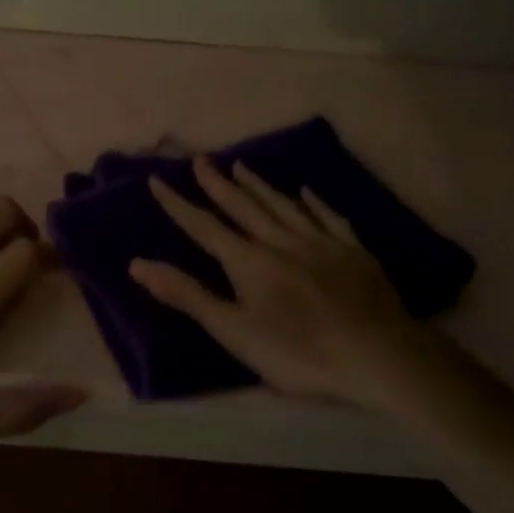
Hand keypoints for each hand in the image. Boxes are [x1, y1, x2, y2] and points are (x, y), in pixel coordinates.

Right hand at [128, 157, 453, 409]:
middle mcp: (281, 241)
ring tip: (241, 166)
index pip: (205, 227)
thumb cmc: (298, 351)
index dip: (179, 204)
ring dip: (259, 185)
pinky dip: (313, 202)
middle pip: (244, 207)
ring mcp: (320, 242)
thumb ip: (188, 296)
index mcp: (249, 262)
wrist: (376, 354)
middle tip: (201, 159)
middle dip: (218, 184)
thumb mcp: (234, 331)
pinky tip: (305, 191)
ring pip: (283, 205)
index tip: (158, 179)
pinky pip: (327, 216)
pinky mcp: (352, 250)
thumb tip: (138, 264)